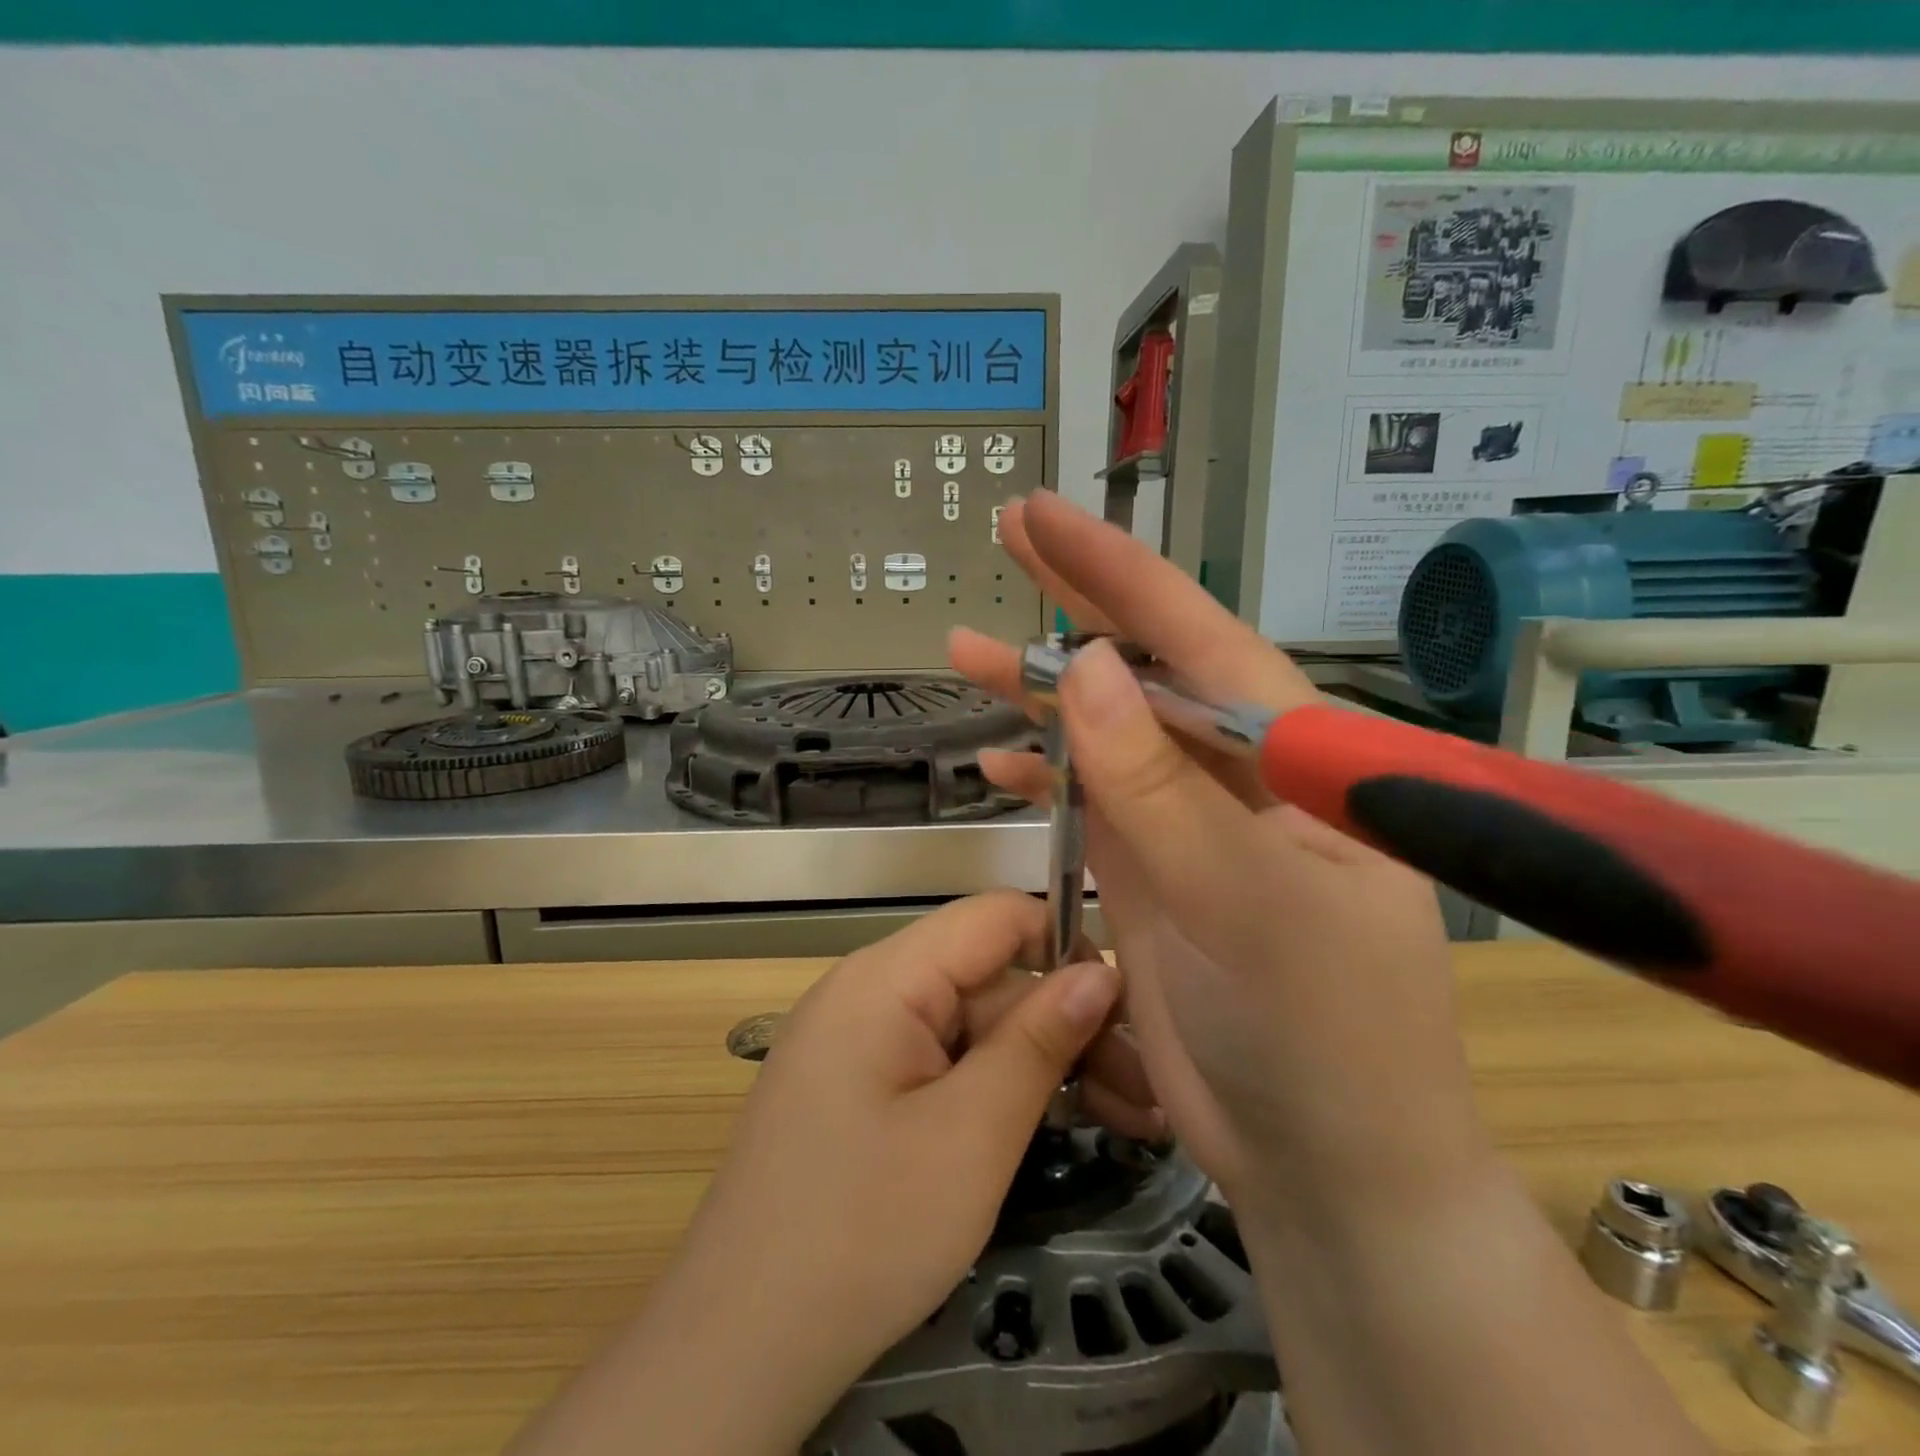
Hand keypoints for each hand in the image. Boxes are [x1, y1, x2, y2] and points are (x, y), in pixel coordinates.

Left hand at [678, 891, 1154, 1372]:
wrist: (738, 1349)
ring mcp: (860, 1041)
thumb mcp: (971, 1135)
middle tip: (1148, 1094)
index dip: (1064, 946)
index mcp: (884, 978)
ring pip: (972, 1026)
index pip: (993, 917)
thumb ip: (1038, 1041)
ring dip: (1044, 1065)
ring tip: (1131, 1120)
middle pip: (988, 979)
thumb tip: (1101, 973)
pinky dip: (998, 1089)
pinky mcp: (860, 1087)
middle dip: (1068, 1027)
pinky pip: (943, 1062)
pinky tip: (1056, 1126)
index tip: (1124, 1010)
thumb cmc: (862, 1233)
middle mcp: (868, 991)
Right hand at [950, 492, 1492, 1224]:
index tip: (1043, 518)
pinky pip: (1094, 800)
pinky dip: (1046, 777)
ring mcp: (1195, 821)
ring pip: (1111, 732)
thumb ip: (1162, 787)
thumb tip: (1093, 668)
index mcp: (1297, 755)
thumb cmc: (1322, 1034)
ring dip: (1042, 694)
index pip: (1200, 636)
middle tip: (1007, 540)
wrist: (1325, 1162)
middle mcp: (1245, 772)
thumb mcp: (1244, 902)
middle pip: (1150, 667)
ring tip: (966, 655)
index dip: (1117, 572)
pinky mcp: (1156, 870)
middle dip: (1076, 605)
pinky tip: (999, 762)